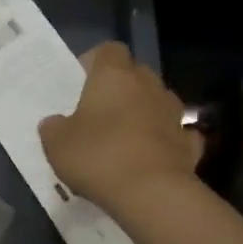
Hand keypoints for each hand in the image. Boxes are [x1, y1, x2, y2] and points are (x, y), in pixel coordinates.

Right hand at [38, 42, 204, 211]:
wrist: (151, 194)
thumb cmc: (97, 156)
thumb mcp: (56, 143)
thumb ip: (53, 127)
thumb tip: (55, 122)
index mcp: (114, 76)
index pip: (109, 49)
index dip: (94, 62)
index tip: (80, 82)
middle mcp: (148, 86)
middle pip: (136, 73)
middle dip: (120, 87)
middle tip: (98, 110)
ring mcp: (174, 114)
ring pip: (157, 102)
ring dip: (144, 112)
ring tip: (124, 135)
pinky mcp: (189, 144)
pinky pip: (175, 134)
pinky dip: (164, 141)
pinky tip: (151, 157)